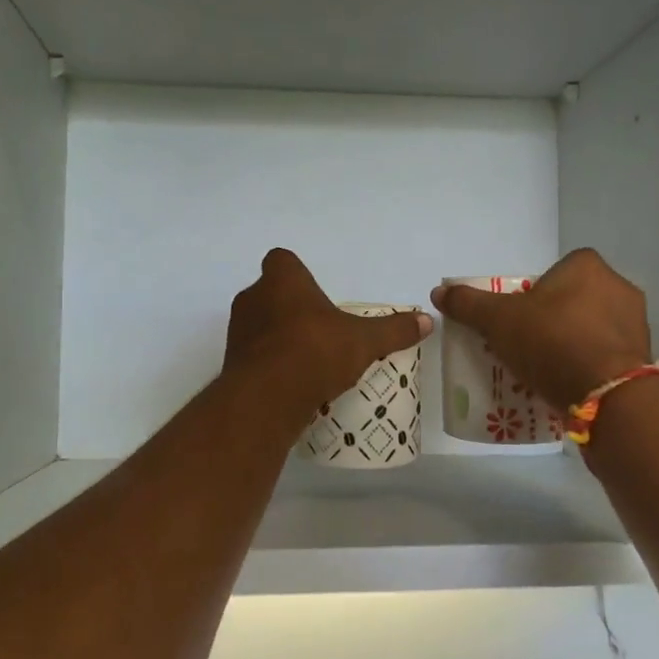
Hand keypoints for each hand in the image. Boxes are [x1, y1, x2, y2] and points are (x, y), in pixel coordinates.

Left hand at [225, 249, 432, 414]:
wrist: (266, 398)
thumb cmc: (314, 351)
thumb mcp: (363, 341)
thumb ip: (393, 330)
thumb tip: (427, 321)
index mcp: (282, 280)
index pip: (282, 260)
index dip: (298, 274)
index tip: (316, 294)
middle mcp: (253, 298)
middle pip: (271, 293)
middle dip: (291, 307)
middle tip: (319, 328)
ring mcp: (238, 331)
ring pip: (260, 324)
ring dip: (279, 335)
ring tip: (308, 358)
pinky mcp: (232, 362)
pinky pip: (254, 354)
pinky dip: (269, 363)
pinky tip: (292, 381)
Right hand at [431, 249, 651, 411]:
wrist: (606, 394)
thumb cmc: (551, 341)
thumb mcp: (498, 320)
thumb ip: (469, 303)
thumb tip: (439, 291)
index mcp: (587, 265)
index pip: (553, 273)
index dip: (533, 295)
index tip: (518, 320)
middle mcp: (618, 285)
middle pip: (572, 299)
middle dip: (552, 319)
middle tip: (527, 345)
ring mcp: (636, 321)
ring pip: (592, 327)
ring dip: (572, 342)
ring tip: (546, 369)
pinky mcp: (643, 355)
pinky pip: (607, 353)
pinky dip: (590, 363)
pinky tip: (570, 383)